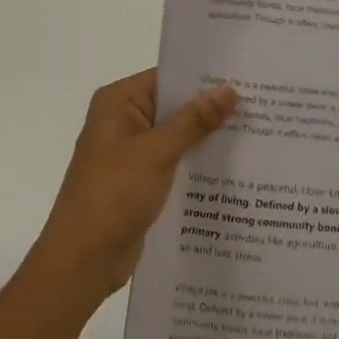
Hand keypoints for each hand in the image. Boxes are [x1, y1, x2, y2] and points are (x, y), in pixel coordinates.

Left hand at [32, 70, 238, 303]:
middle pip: (173, 105)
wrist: (82, 263)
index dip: (203, 77)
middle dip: (209, 108)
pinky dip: (195, 162)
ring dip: (205, 137)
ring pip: (176, 135)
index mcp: (118, 102)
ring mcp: (130, 153)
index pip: (167, 77)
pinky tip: (230, 165)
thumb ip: (195, 120)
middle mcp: (122, 120)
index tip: (242, 76)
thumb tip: (229, 90)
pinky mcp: (139, 181)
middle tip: (257, 103)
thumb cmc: (113, 194)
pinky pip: (173, 161)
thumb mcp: (158, 152)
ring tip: (254, 130)